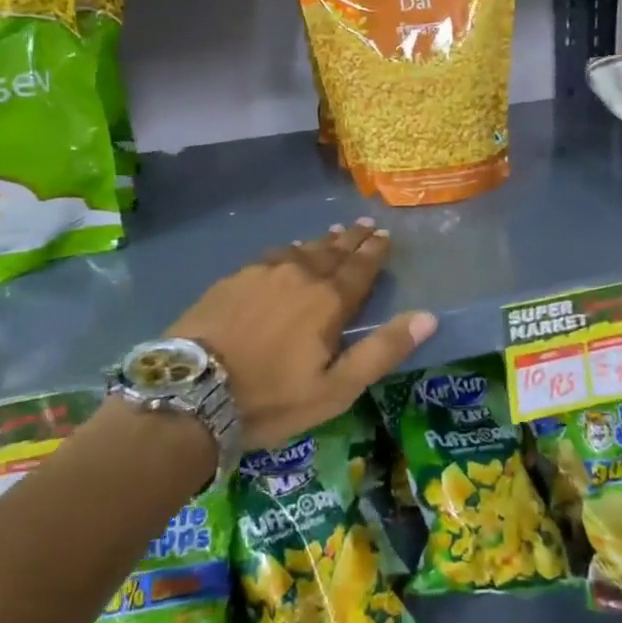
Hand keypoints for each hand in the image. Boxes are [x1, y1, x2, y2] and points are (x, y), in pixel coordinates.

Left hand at [168, 219, 437, 450]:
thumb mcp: (336, 388)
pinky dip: (290, 251)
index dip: (374, 251)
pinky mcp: (234, 278)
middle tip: (364, 224)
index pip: (360, 267)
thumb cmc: (271, 398)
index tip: (384, 235)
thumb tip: (429, 316)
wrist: (192, 391)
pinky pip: (272, 255)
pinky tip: (289, 252)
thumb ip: (382, 350)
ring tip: (334, 233)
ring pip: (302, 249)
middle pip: (332, 251)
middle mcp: (300, 275)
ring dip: (322, 241)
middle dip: (352, 238)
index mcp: (328, 300)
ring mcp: (263, 273)